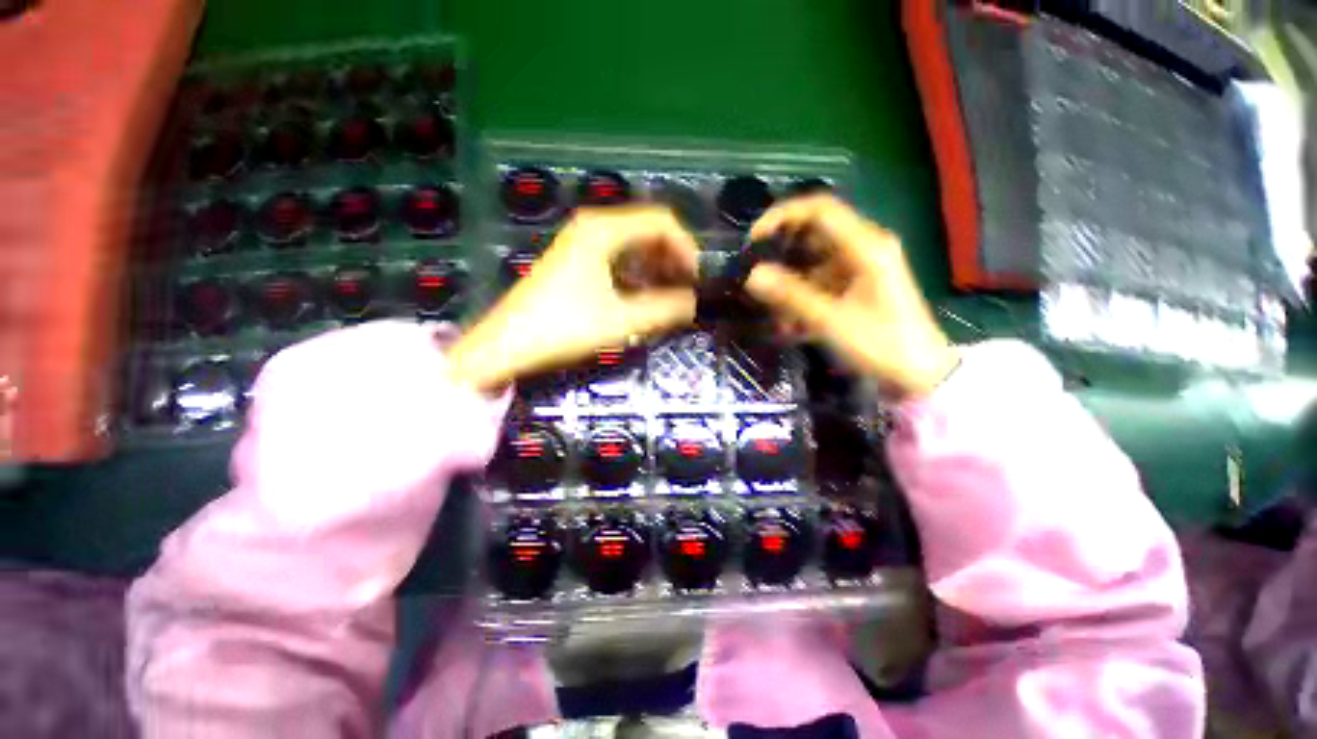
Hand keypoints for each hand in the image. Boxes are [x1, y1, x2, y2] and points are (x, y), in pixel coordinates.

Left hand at [446, 207, 698, 391]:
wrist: (506, 345)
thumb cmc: (563, 328)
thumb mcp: (621, 320)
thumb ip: (663, 310)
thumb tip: (692, 303)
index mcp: (603, 230)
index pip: (661, 222)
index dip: (685, 248)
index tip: (695, 280)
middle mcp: (592, 227)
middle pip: (647, 230)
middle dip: (671, 258)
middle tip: (683, 290)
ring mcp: (580, 242)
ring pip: (632, 244)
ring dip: (655, 266)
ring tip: (666, 295)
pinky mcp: (574, 260)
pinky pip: (616, 257)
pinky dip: (635, 273)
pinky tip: (640, 296)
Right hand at [745, 195, 957, 398]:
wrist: (919, 373)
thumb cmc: (881, 344)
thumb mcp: (831, 320)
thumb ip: (791, 295)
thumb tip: (752, 275)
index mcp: (865, 245)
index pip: (819, 209)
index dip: (782, 217)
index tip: (753, 240)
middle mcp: (863, 247)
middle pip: (812, 235)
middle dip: (781, 255)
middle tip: (756, 277)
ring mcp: (860, 266)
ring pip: (812, 261)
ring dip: (789, 284)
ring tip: (774, 315)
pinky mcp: (856, 284)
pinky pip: (820, 281)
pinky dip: (801, 298)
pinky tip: (791, 325)